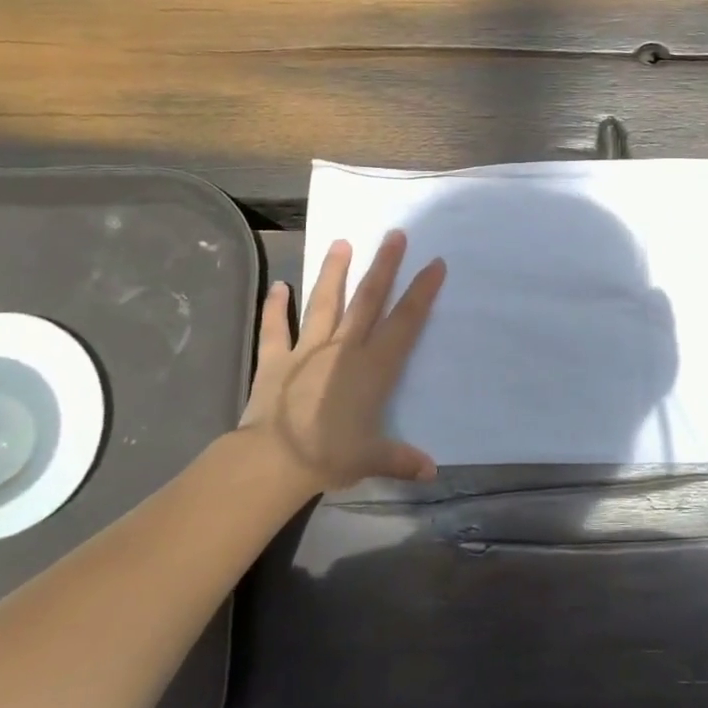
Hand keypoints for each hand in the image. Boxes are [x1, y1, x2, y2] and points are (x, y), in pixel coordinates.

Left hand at [237, 231, 444, 491]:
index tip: (435, 264)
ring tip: (341, 243)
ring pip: (325, 303)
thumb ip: (402, 459)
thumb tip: (432, 472)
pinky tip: (278, 286)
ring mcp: (307, 349)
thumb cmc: (329, 456)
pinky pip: (276, 328)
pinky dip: (275, 307)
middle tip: (394, 235)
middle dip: (384, 266)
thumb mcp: (372, 459)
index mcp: (374, 367)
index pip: (405, 322)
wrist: (272, 461)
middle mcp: (344, 348)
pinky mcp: (275, 359)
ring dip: (333, 272)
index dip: (422, 292)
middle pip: (368, 300)